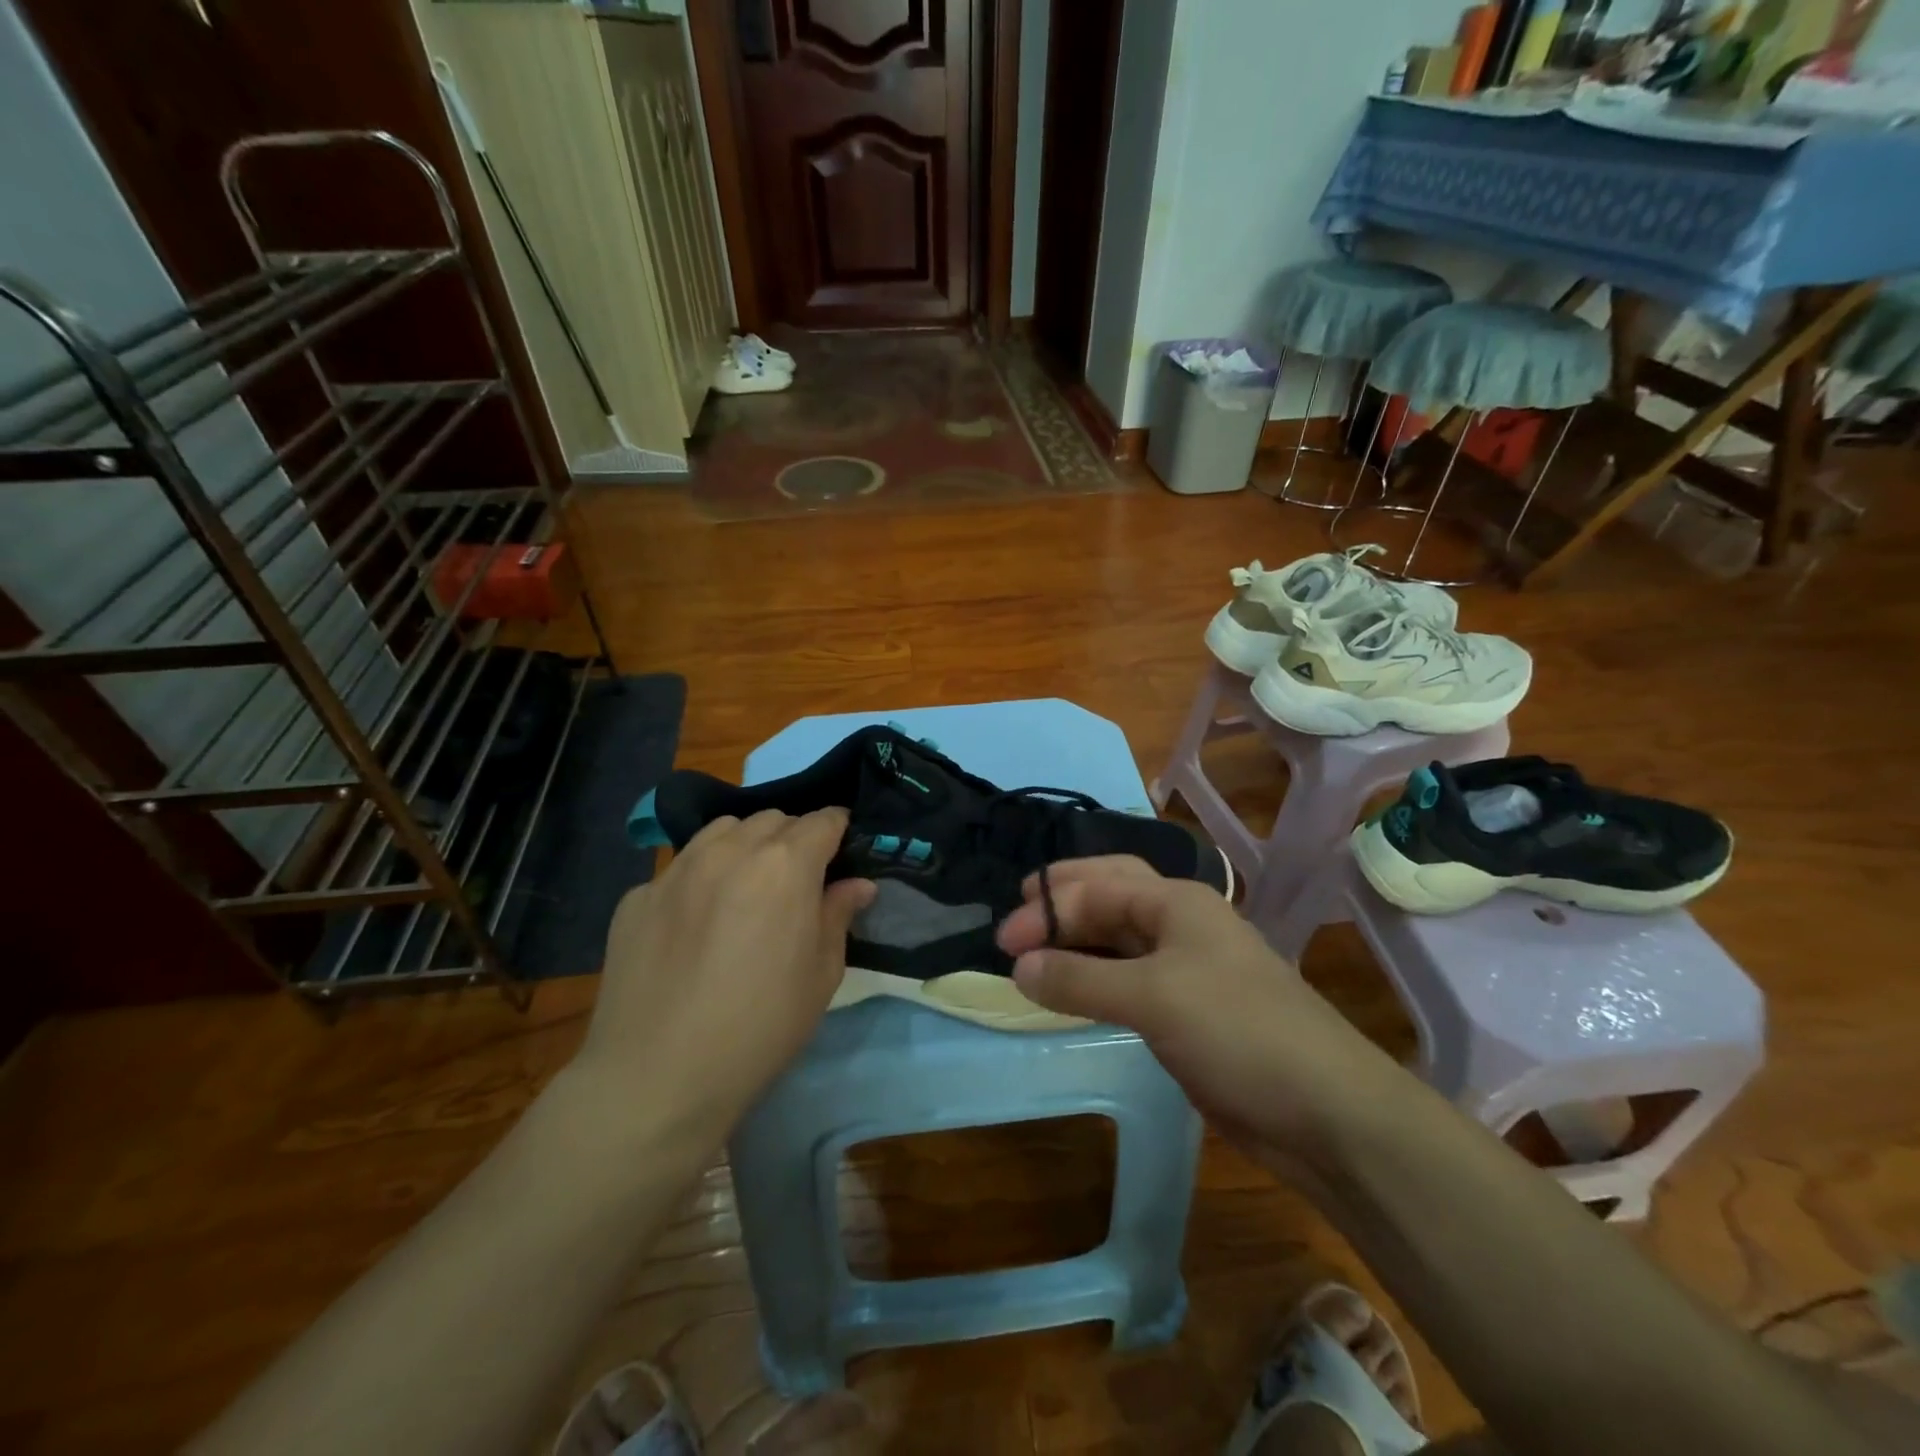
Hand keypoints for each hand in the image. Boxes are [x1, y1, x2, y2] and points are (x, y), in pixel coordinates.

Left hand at [568, 808, 875, 1132]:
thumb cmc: (761, 1027)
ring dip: (745, 845)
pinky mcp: (637, 896)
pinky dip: (700, 878)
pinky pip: (680, 868)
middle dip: (792, 838)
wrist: (658, 1077)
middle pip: (772, 820)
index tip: (842, 849)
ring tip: (746, 886)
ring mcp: (677, 870)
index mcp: (784, 866)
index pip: (822, 820)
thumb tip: (857, 883)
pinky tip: (695, 923)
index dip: (838, 830)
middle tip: (796, 879)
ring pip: (722, 830)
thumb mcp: (821, 974)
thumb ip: (838, 915)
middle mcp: (730, 851)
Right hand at [994, 856, 1401, 1175]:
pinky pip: (1128, 980)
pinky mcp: (1188, 1009)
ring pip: (1118, 939)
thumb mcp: (1152, 997)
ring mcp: (1187, 967)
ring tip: (1033, 957)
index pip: (1097, 887)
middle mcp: (1180, 923)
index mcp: (1175, 901)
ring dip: (1076, 942)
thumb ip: (1080, 978)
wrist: (1325, 1110)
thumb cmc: (1237, 1031)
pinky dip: (1094, 979)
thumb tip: (1018, 967)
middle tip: (1015, 924)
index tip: (1003, 942)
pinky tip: (1073, 992)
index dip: (1046, 908)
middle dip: (1061, 904)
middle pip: (1109, 896)